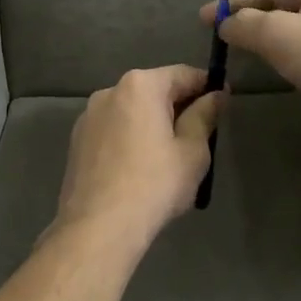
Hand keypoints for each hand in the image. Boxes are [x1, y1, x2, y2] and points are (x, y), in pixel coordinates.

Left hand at [56, 65, 224, 246]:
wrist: (98, 227)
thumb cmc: (155, 184)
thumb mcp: (192, 151)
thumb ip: (204, 116)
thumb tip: (216, 95)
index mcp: (140, 86)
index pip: (183, 74)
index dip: (207, 86)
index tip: (223, 102)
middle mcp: (109, 91)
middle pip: (154, 91)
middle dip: (178, 106)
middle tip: (200, 133)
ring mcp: (88, 116)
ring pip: (131, 111)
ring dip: (152, 123)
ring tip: (169, 155)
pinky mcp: (77, 142)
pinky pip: (113, 130)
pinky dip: (130, 138)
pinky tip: (140, 167)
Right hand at [200, 0, 300, 108]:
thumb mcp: (280, 35)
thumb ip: (245, 24)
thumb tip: (226, 24)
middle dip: (243, 1)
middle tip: (208, 17)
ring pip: (288, 13)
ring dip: (257, 22)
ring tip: (227, 36)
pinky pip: (299, 34)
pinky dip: (275, 38)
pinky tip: (258, 51)